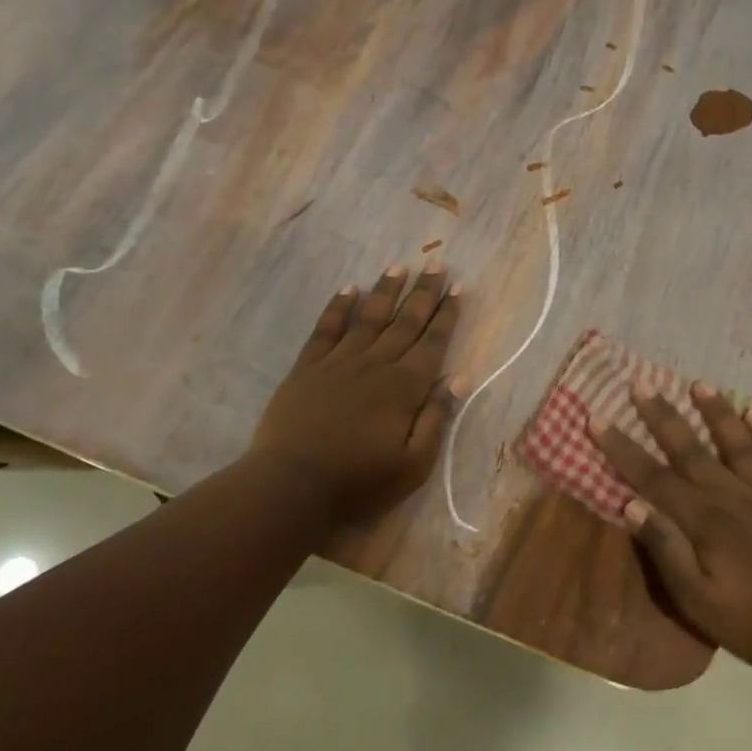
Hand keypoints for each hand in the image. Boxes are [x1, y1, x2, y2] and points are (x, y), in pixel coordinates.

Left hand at [249, 264, 462, 526]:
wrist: (291, 486)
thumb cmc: (359, 483)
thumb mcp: (413, 465)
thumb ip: (436, 419)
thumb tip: (460, 378)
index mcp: (404, 387)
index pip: (432, 342)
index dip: (447, 315)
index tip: (459, 288)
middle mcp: (375, 364)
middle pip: (405, 322)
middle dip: (424, 292)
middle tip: (437, 264)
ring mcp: (338, 362)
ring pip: (368, 317)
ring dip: (385, 290)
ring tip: (399, 266)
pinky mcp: (307, 368)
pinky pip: (327, 328)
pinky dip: (339, 307)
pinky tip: (349, 289)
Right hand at [593, 383, 751, 676]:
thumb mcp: (699, 602)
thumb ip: (666, 551)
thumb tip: (631, 504)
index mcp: (704, 521)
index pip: (653, 477)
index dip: (622, 448)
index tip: (598, 419)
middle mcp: (734, 496)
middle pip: (691, 450)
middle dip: (662, 417)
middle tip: (641, 384)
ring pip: (739, 444)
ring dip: (718, 413)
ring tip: (699, 385)